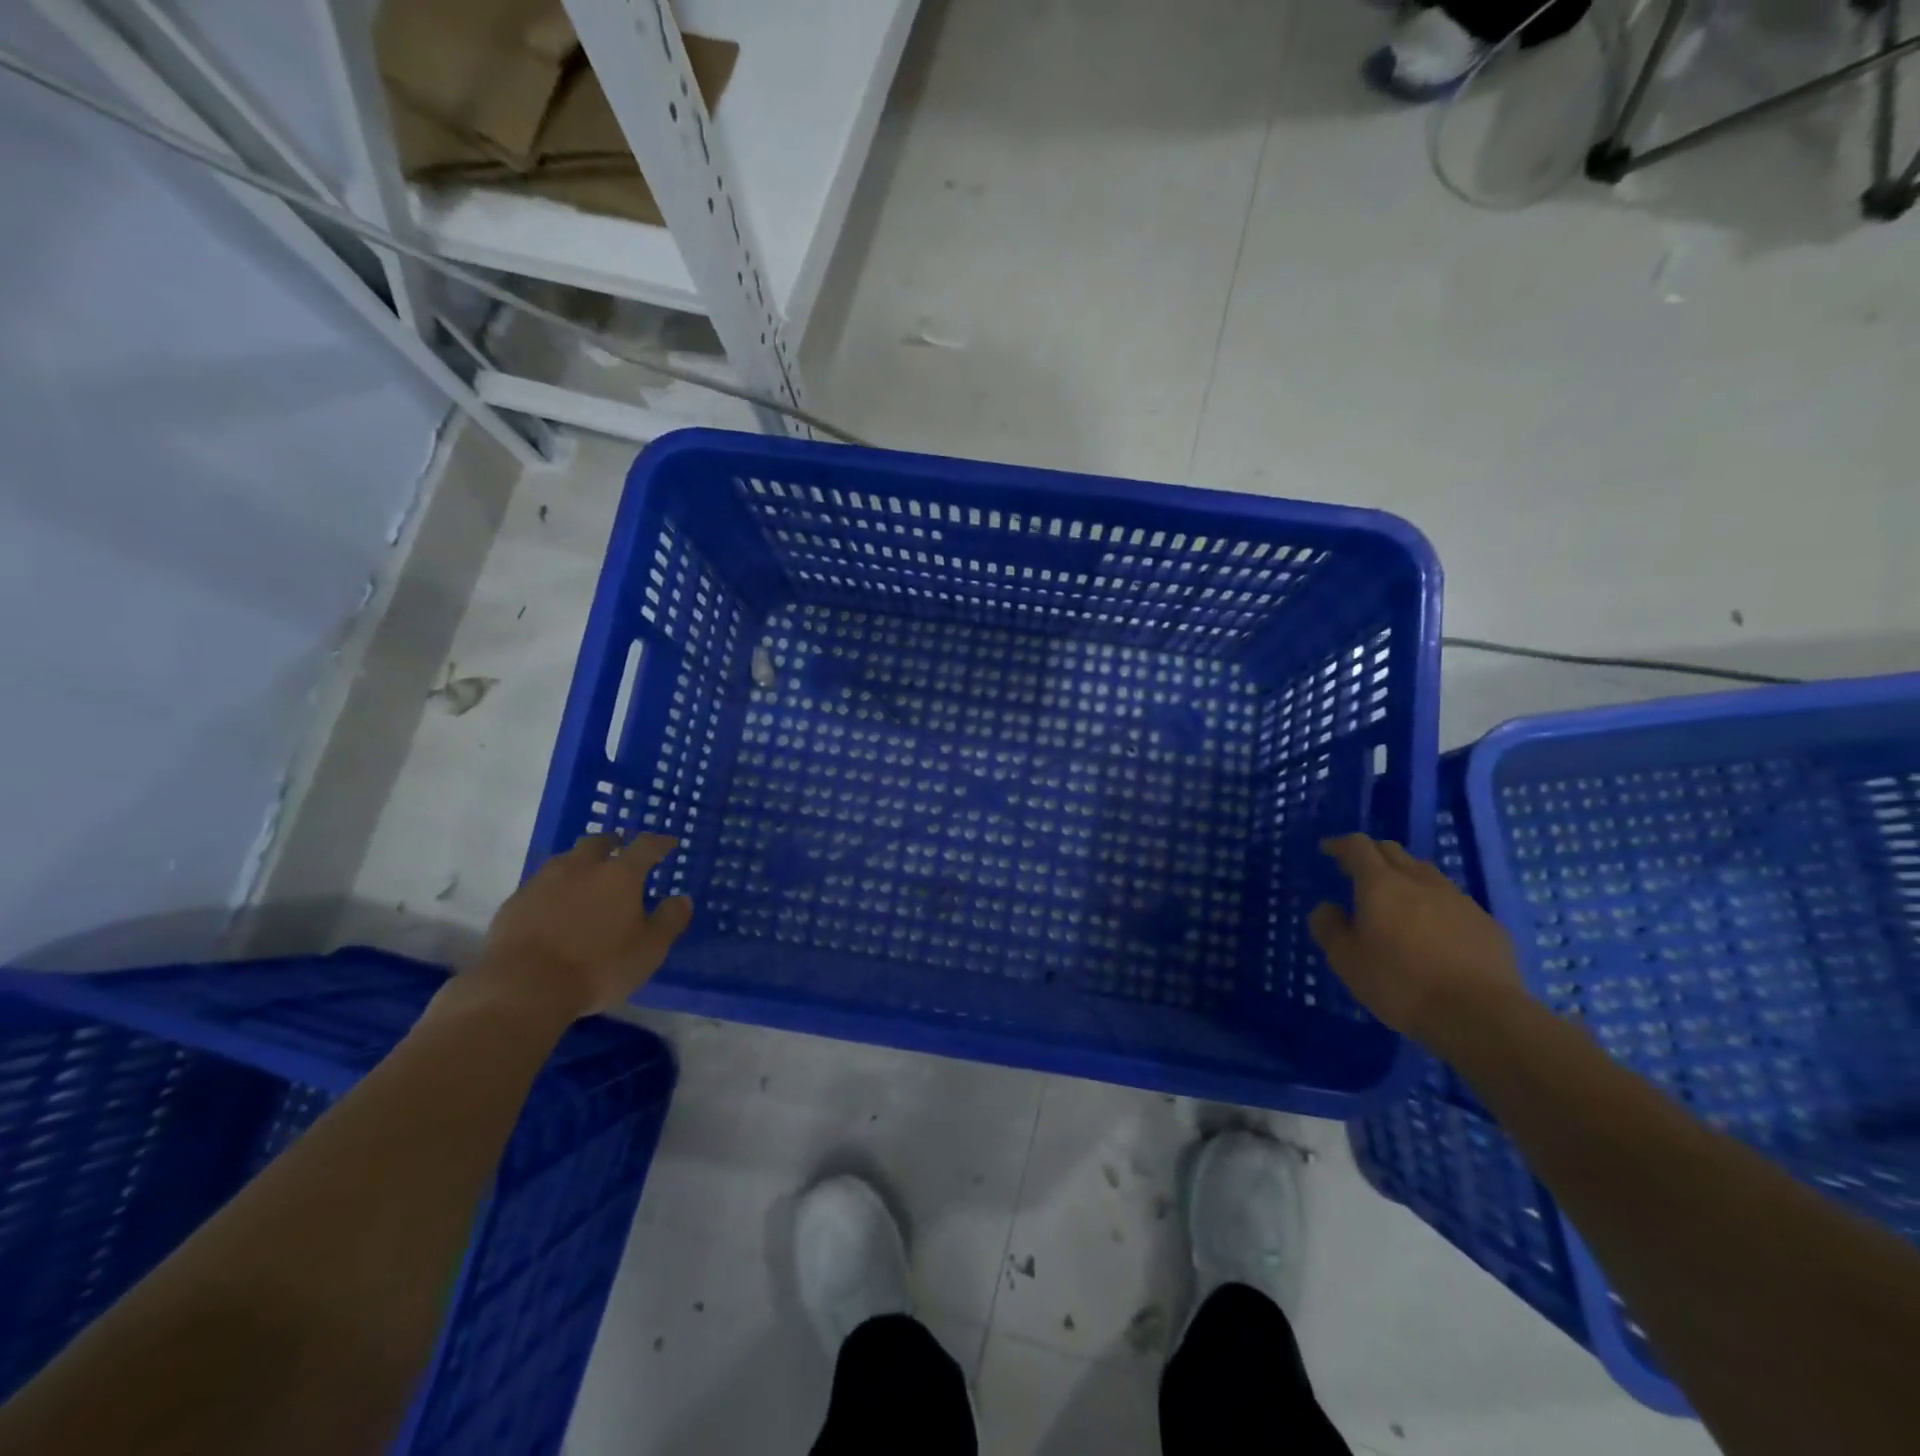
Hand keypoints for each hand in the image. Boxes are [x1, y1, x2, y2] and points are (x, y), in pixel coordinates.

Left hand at [468, 833, 693, 1020]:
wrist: (522, 988)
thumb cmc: (598, 966)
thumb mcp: (649, 949)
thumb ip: (669, 921)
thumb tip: (682, 899)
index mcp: (619, 875)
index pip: (645, 846)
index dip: (659, 842)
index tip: (669, 843)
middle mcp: (581, 868)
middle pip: (598, 842)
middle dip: (613, 843)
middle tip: (621, 851)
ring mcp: (543, 882)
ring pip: (565, 860)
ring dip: (580, 863)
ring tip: (586, 877)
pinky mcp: (514, 903)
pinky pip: (540, 885)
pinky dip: (553, 889)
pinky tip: (554, 906)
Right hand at [1307, 834, 1526, 1049]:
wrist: (1481, 1016)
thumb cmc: (1401, 984)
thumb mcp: (1346, 961)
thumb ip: (1329, 927)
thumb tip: (1328, 908)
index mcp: (1381, 884)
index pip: (1358, 846)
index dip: (1340, 844)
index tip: (1328, 850)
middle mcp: (1420, 881)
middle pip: (1393, 851)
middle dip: (1372, 855)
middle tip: (1358, 872)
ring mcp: (1459, 900)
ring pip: (1426, 873)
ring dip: (1406, 877)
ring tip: (1397, 900)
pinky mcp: (1487, 923)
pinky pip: (1453, 902)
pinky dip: (1435, 905)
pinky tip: (1434, 932)